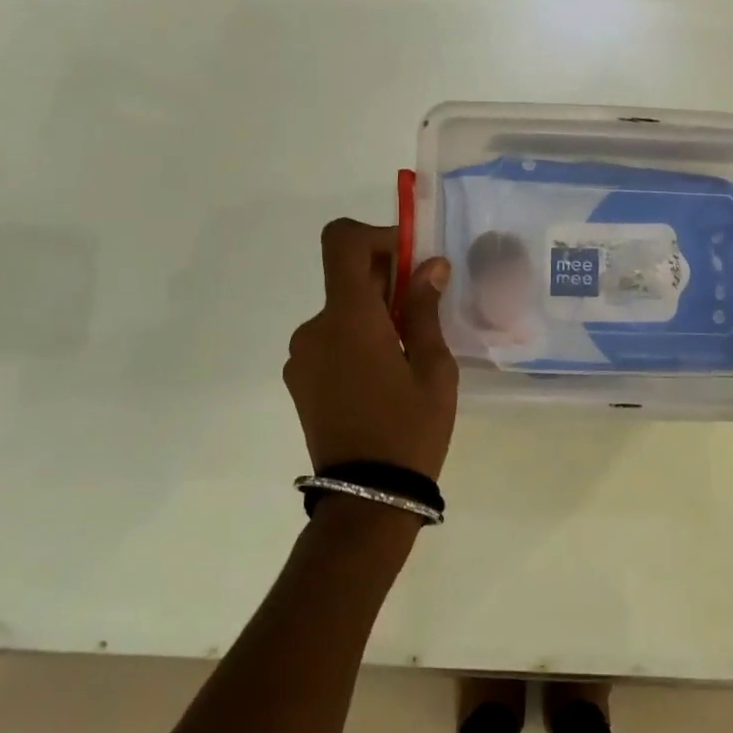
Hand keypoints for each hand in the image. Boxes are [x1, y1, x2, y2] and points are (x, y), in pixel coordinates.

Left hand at [283, 219, 457, 479]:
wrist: (367, 498)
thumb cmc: (410, 429)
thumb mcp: (434, 368)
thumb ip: (425, 309)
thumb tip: (430, 265)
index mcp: (349, 319)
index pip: (341, 242)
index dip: (375, 235)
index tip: (408, 258)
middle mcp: (314, 328)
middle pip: (345, 277)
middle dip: (385, 279)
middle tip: (424, 309)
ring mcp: (301, 356)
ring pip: (340, 310)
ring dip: (372, 313)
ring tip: (407, 353)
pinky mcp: (298, 379)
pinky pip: (329, 339)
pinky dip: (356, 338)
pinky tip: (383, 376)